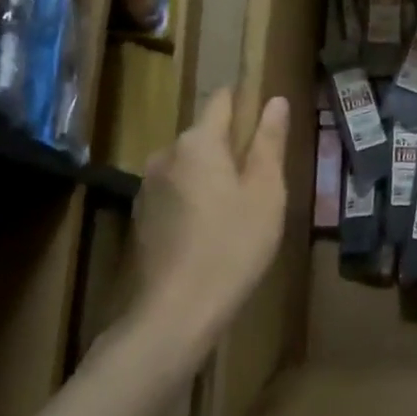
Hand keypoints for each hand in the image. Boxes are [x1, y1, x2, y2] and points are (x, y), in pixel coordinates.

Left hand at [132, 89, 289, 333]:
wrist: (174, 315)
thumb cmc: (232, 246)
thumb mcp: (266, 192)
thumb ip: (269, 142)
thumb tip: (275, 101)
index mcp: (198, 142)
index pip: (222, 100)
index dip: (245, 101)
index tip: (266, 120)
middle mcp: (166, 155)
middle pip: (205, 134)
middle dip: (232, 146)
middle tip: (262, 177)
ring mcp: (148, 187)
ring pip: (190, 164)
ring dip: (213, 174)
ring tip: (240, 206)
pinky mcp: (141, 218)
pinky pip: (175, 191)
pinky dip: (195, 198)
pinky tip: (213, 229)